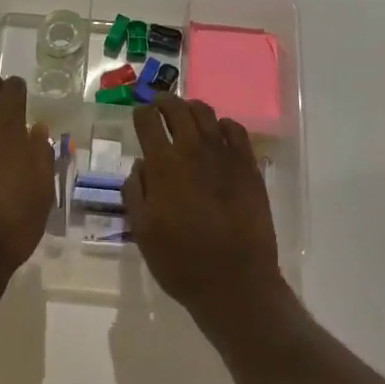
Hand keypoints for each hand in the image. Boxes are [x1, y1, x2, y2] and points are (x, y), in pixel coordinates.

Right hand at [123, 95, 283, 316]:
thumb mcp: (142, 231)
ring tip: (187, 112)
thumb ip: (136, 191)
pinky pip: (236, 131)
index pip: (148, 122)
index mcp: (163, 165)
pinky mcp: (248, 166)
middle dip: (165, 102)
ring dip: (192, 108)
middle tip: (159, 104)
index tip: (139, 114)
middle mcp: (193, 150)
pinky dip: (223, 124)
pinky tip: (219, 132)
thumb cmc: (181, 261)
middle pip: (178, 109)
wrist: (234, 282)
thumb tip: (141, 165)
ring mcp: (225, 155)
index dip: (141, 114)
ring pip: (207, 114)